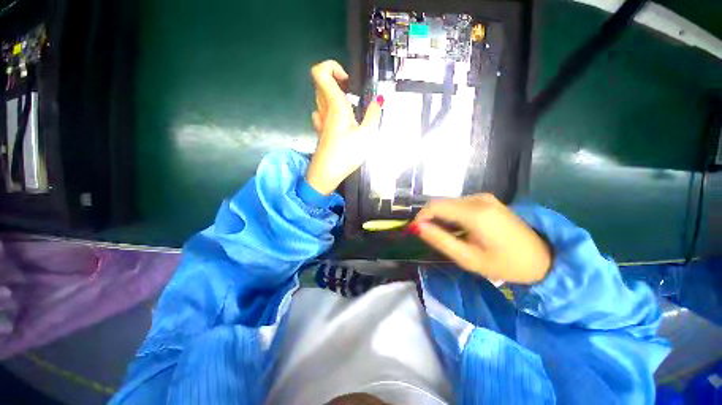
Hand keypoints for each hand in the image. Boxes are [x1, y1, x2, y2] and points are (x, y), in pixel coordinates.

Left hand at [306, 60, 382, 194]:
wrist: (326, 174)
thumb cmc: (346, 154)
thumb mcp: (367, 136)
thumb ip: (373, 115)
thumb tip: (378, 101)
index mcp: (335, 105)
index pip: (320, 72)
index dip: (332, 67)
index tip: (348, 81)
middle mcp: (324, 109)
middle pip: (321, 83)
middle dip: (338, 82)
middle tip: (354, 95)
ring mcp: (320, 120)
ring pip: (321, 98)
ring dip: (335, 97)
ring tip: (351, 109)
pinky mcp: (320, 131)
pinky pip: (322, 112)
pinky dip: (332, 110)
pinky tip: (342, 122)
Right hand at [412, 194, 551, 283]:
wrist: (543, 258)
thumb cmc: (505, 264)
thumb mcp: (468, 258)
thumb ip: (440, 240)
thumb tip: (417, 227)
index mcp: (475, 213)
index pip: (435, 206)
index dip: (420, 217)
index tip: (415, 232)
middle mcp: (478, 198)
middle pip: (440, 203)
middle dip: (429, 218)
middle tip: (430, 237)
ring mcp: (483, 197)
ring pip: (448, 203)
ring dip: (440, 217)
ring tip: (445, 236)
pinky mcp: (486, 199)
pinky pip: (459, 204)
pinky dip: (451, 215)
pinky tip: (458, 229)